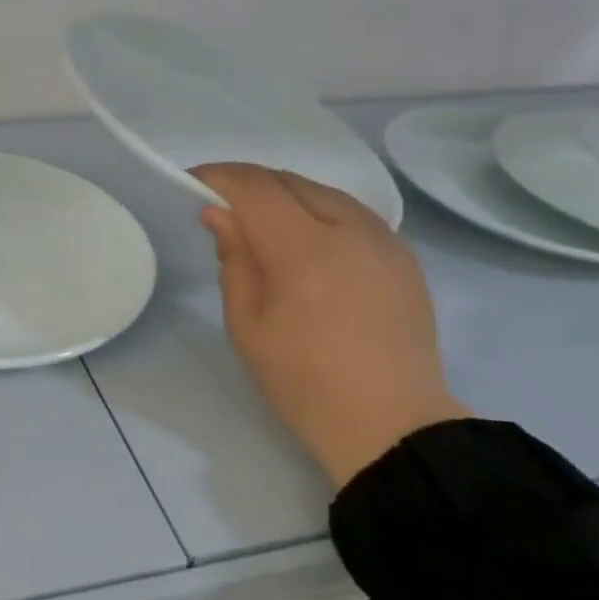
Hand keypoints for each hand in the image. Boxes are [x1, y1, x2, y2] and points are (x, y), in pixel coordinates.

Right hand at [193, 164, 467, 488]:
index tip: (193, 182)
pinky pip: (353, 215)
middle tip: (221, 209)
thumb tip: (219, 214)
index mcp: (304, 250)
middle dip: (251, 185)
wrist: (389, 422)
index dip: (220, 177)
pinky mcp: (404, 256)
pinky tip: (307, 245)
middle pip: (292, 182)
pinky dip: (319, 214)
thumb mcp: (248, 326)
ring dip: (287, 197)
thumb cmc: (302, 382)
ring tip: (261, 226)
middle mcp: (350, 229)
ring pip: (326, 193)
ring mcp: (385, 239)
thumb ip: (234, 261)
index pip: (255, 187)